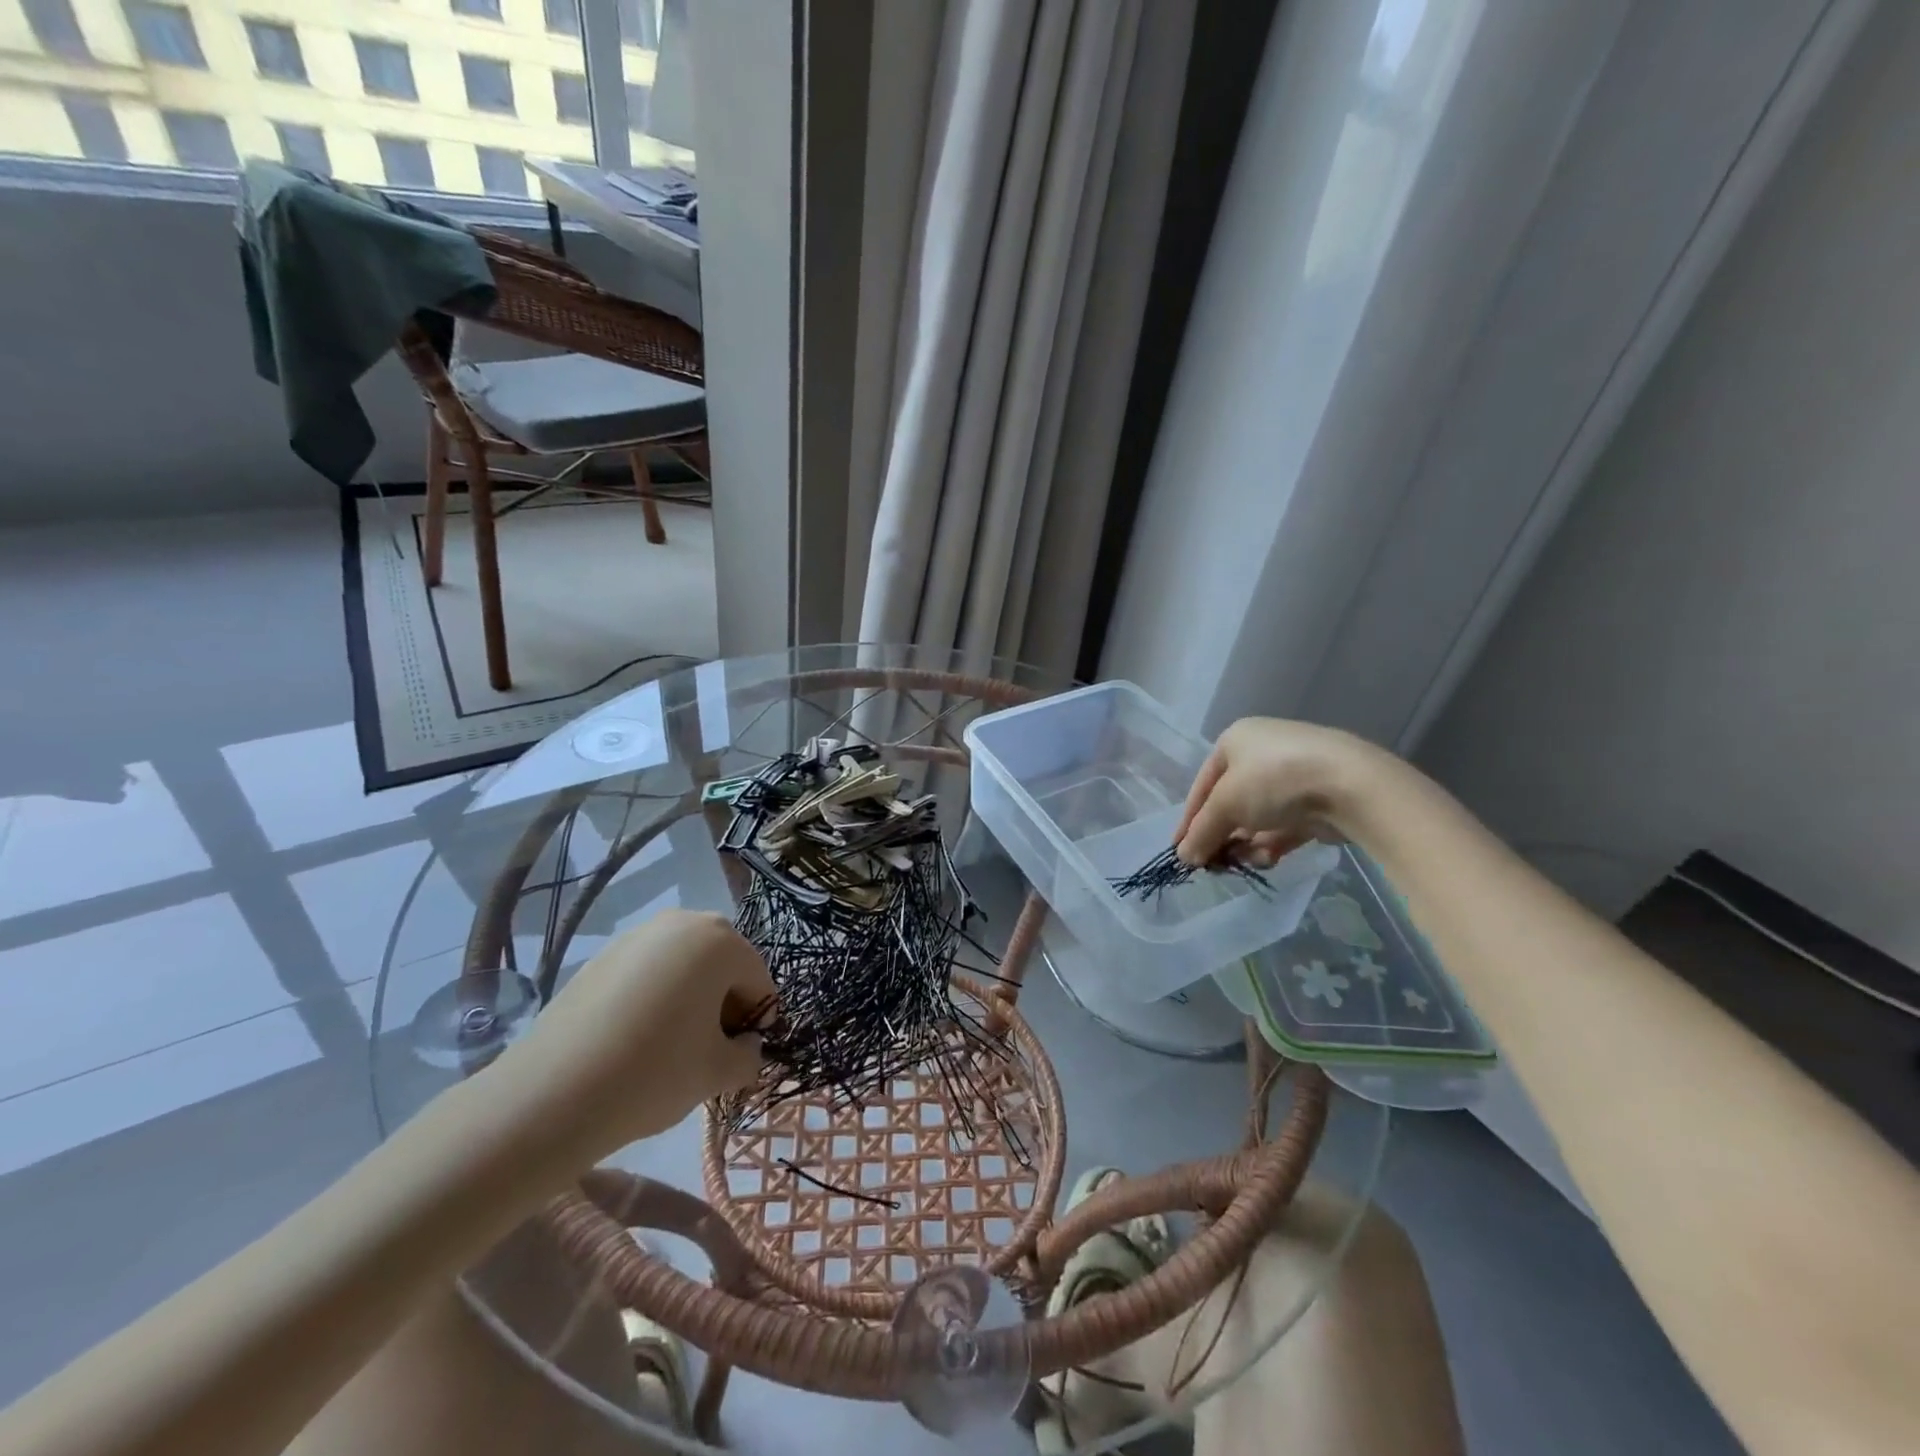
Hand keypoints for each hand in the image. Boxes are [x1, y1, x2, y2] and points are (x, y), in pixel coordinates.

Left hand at [493, 910, 774, 1161]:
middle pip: (722, 965)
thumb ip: (749, 1055)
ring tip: (672, 1046)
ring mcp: (637, 934)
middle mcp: (682, 922)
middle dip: (724, 1004)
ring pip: (684, 966)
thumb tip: (744, 1047)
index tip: (742, 1056)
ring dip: (691, 999)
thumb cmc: (654, 1073)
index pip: (758, 980)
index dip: (758, 1021)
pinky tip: (637, 1039)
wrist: (551, 1094)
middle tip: (709, 1050)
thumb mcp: (718, 1073)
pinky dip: (656, 998)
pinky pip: (648, 971)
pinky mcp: (602, 955)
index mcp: (721, 940)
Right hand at [1174, 718, 1385, 865]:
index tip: (1180, 852)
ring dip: (1248, 844)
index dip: (1189, 820)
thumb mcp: (1225, 805)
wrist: (1351, 785)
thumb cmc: (1274, 781)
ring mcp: (1293, 775)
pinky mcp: (1318, 799)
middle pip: (1230, 802)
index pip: (1202, 785)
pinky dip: (1273, 843)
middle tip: (1215, 864)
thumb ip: (1201, 832)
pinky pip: (1285, 824)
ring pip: (1258, 817)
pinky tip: (1270, 859)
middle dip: (1222, 836)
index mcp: (1235, 740)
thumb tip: (1185, 857)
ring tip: (1249, 861)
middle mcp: (1262, 752)